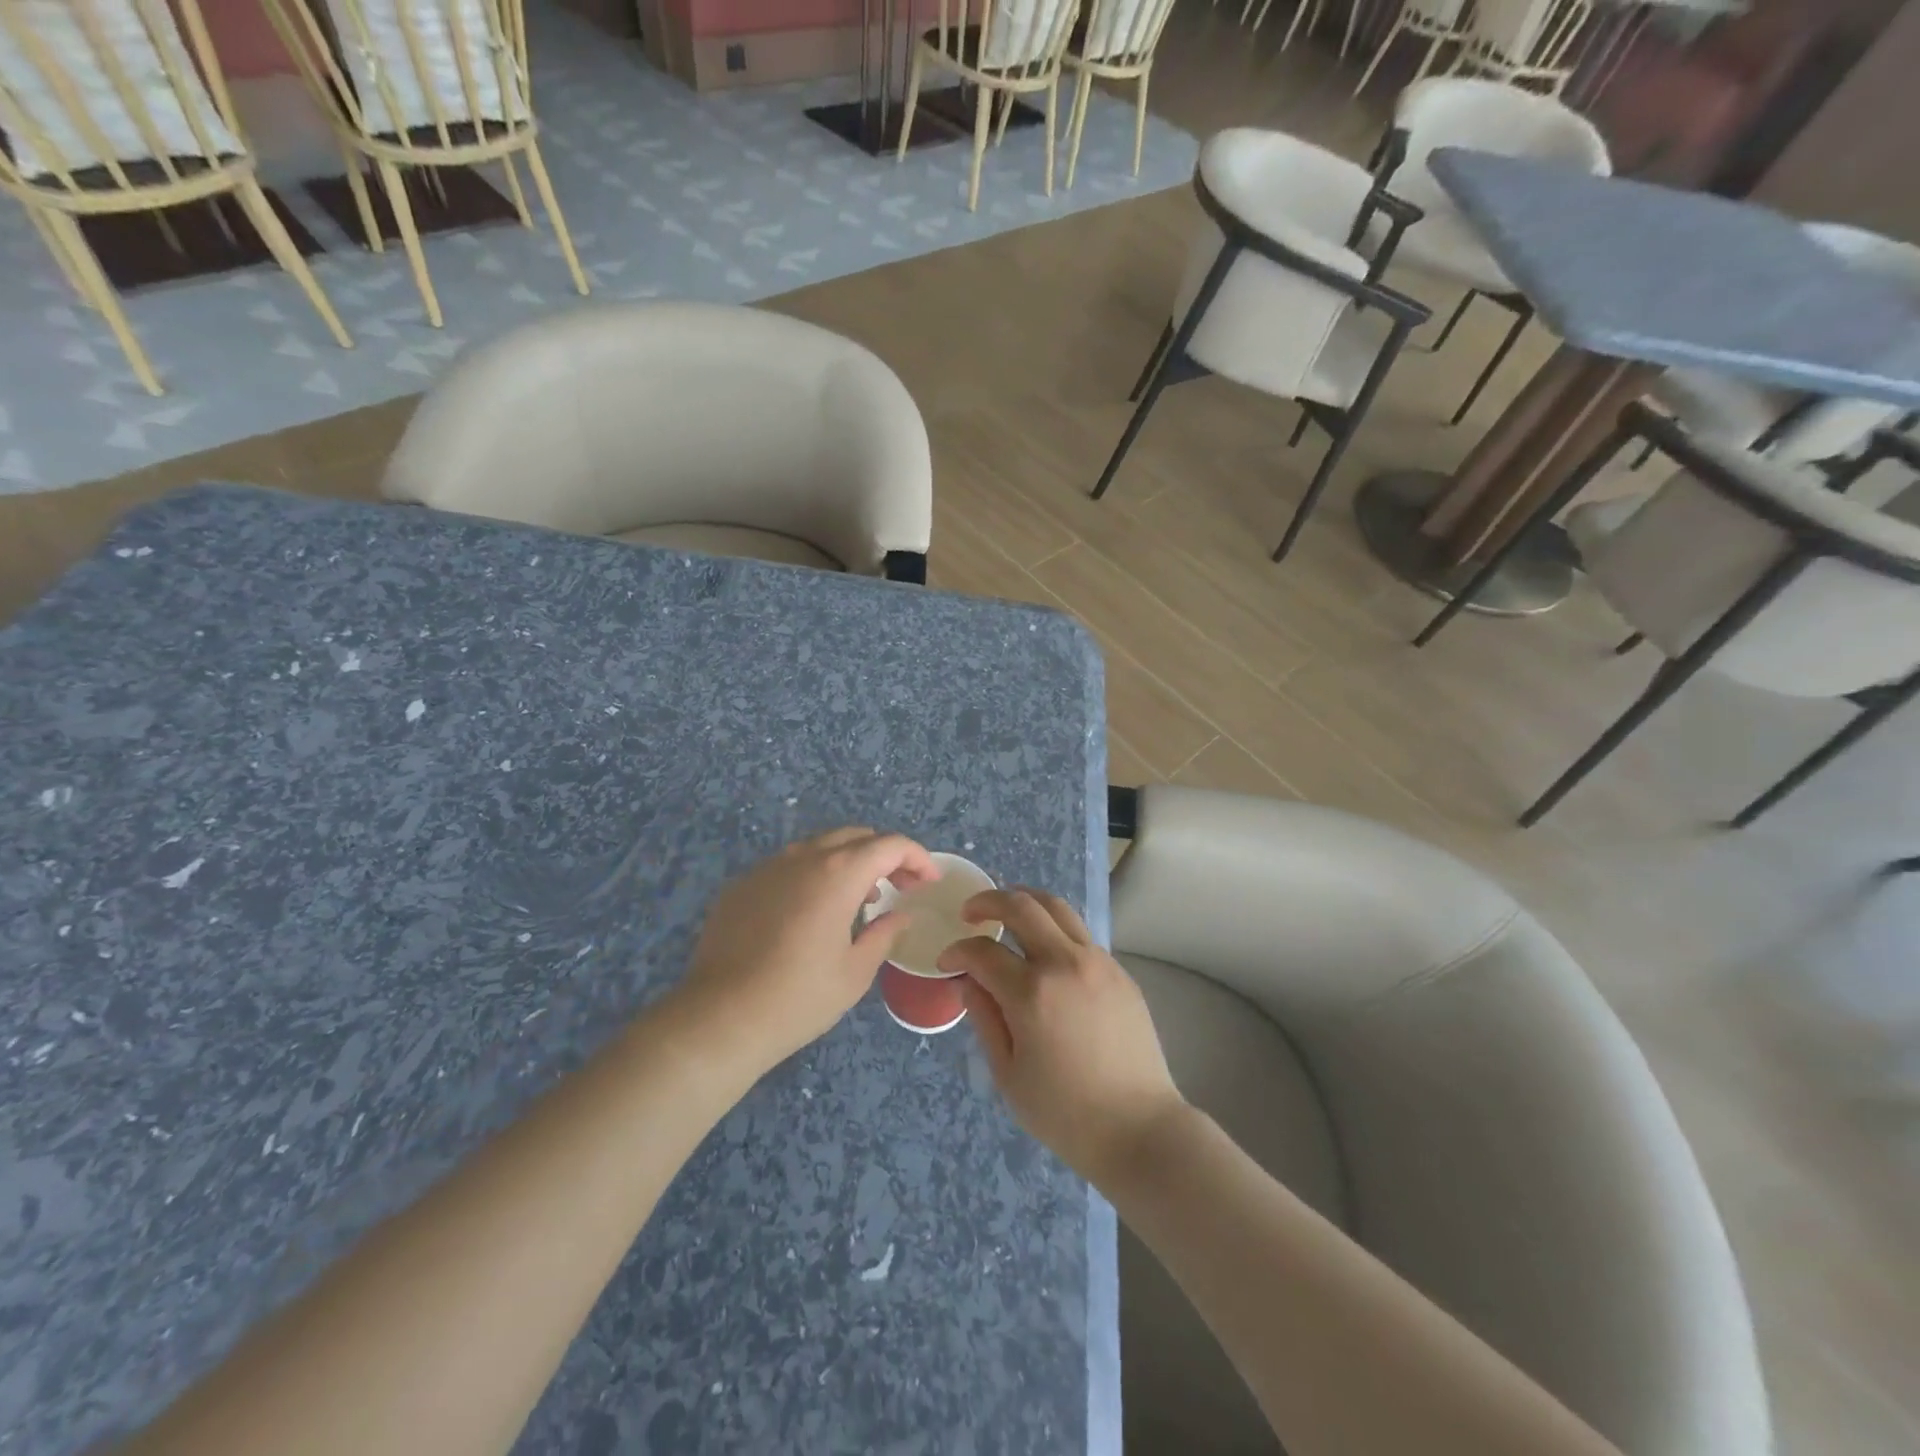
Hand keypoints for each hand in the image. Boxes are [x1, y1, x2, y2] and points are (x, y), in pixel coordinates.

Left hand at [678, 827, 937, 1072]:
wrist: (719, 1019)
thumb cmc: (798, 998)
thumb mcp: (855, 972)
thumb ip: (884, 933)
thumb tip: (901, 914)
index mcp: (838, 873)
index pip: (889, 844)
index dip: (917, 857)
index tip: (929, 881)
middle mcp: (803, 858)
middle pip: (855, 836)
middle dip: (885, 854)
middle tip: (901, 885)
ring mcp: (767, 868)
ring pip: (819, 847)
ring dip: (848, 862)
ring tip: (860, 898)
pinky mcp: (741, 886)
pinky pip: (787, 866)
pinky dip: (813, 875)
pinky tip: (812, 912)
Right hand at [939, 888, 1186, 1189]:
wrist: (1139, 1128)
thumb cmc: (1065, 1113)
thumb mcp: (1008, 1073)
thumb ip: (984, 1017)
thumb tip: (968, 980)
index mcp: (1032, 993)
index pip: (983, 951)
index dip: (957, 951)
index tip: (946, 961)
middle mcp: (1065, 963)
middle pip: (1021, 907)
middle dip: (988, 902)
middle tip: (970, 913)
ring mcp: (1098, 962)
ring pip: (1057, 908)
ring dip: (1025, 901)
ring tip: (1007, 911)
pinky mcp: (1119, 971)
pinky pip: (1080, 934)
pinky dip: (1054, 928)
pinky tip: (1044, 948)